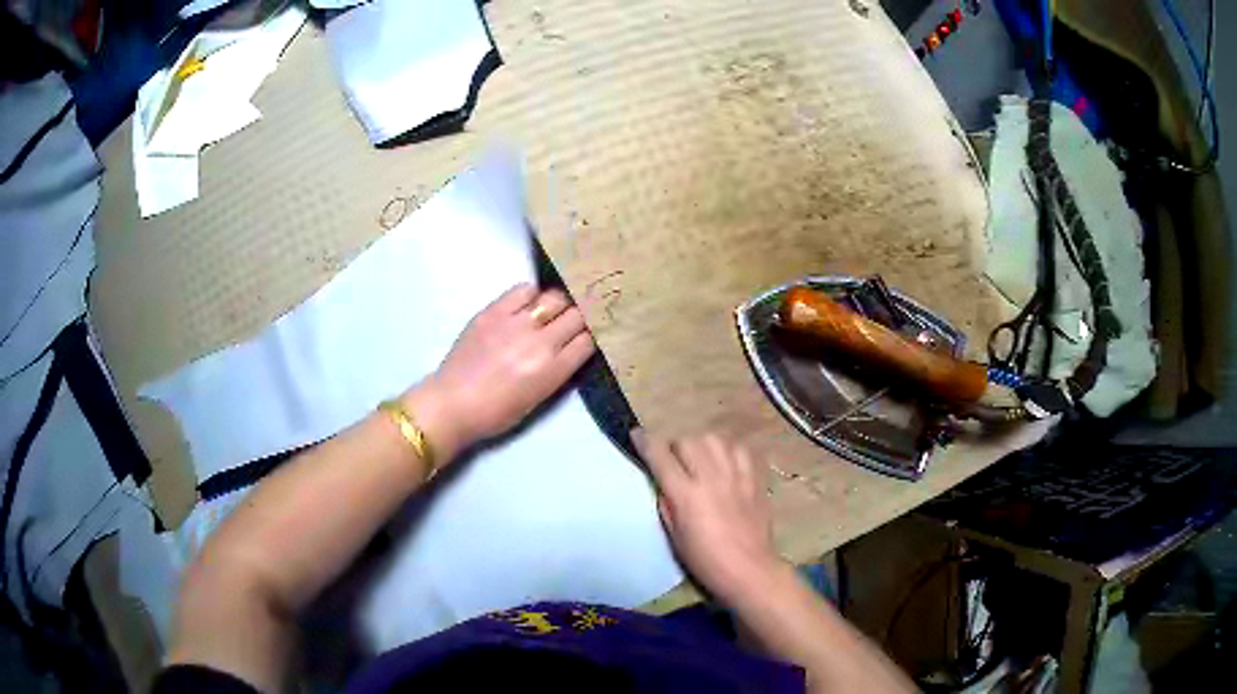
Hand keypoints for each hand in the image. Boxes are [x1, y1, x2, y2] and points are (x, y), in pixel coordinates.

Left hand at [410, 284, 595, 458]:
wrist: (453, 403)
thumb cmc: (496, 412)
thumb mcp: (538, 399)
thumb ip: (557, 371)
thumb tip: (569, 348)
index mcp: (553, 370)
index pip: (587, 341)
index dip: (588, 337)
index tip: (583, 337)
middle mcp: (540, 342)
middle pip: (577, 315)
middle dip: (579, 317)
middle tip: (572, 321)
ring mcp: (516, 323)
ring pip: (555, 298)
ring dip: (558, 304)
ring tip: (549, 311)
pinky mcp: (494, 311)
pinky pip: (524, 289)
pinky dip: (531, 295)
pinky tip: (526, 304)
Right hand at [634, 429, 784, 604]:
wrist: (748, 568)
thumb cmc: (705, 559)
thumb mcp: (674, 535)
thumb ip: (666, 503)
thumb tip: (663, 482)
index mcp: (687, 495)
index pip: (660, 457)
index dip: (645, 442)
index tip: (637, 435)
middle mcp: (711, 478)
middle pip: (687, 441)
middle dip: (675, 447)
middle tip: (675, 463)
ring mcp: (736, 475)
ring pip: (713, 439)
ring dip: (701, 445)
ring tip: (700, 460)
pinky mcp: (754, 478)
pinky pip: (739, 449)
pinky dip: (727, 450)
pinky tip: (725, 463)